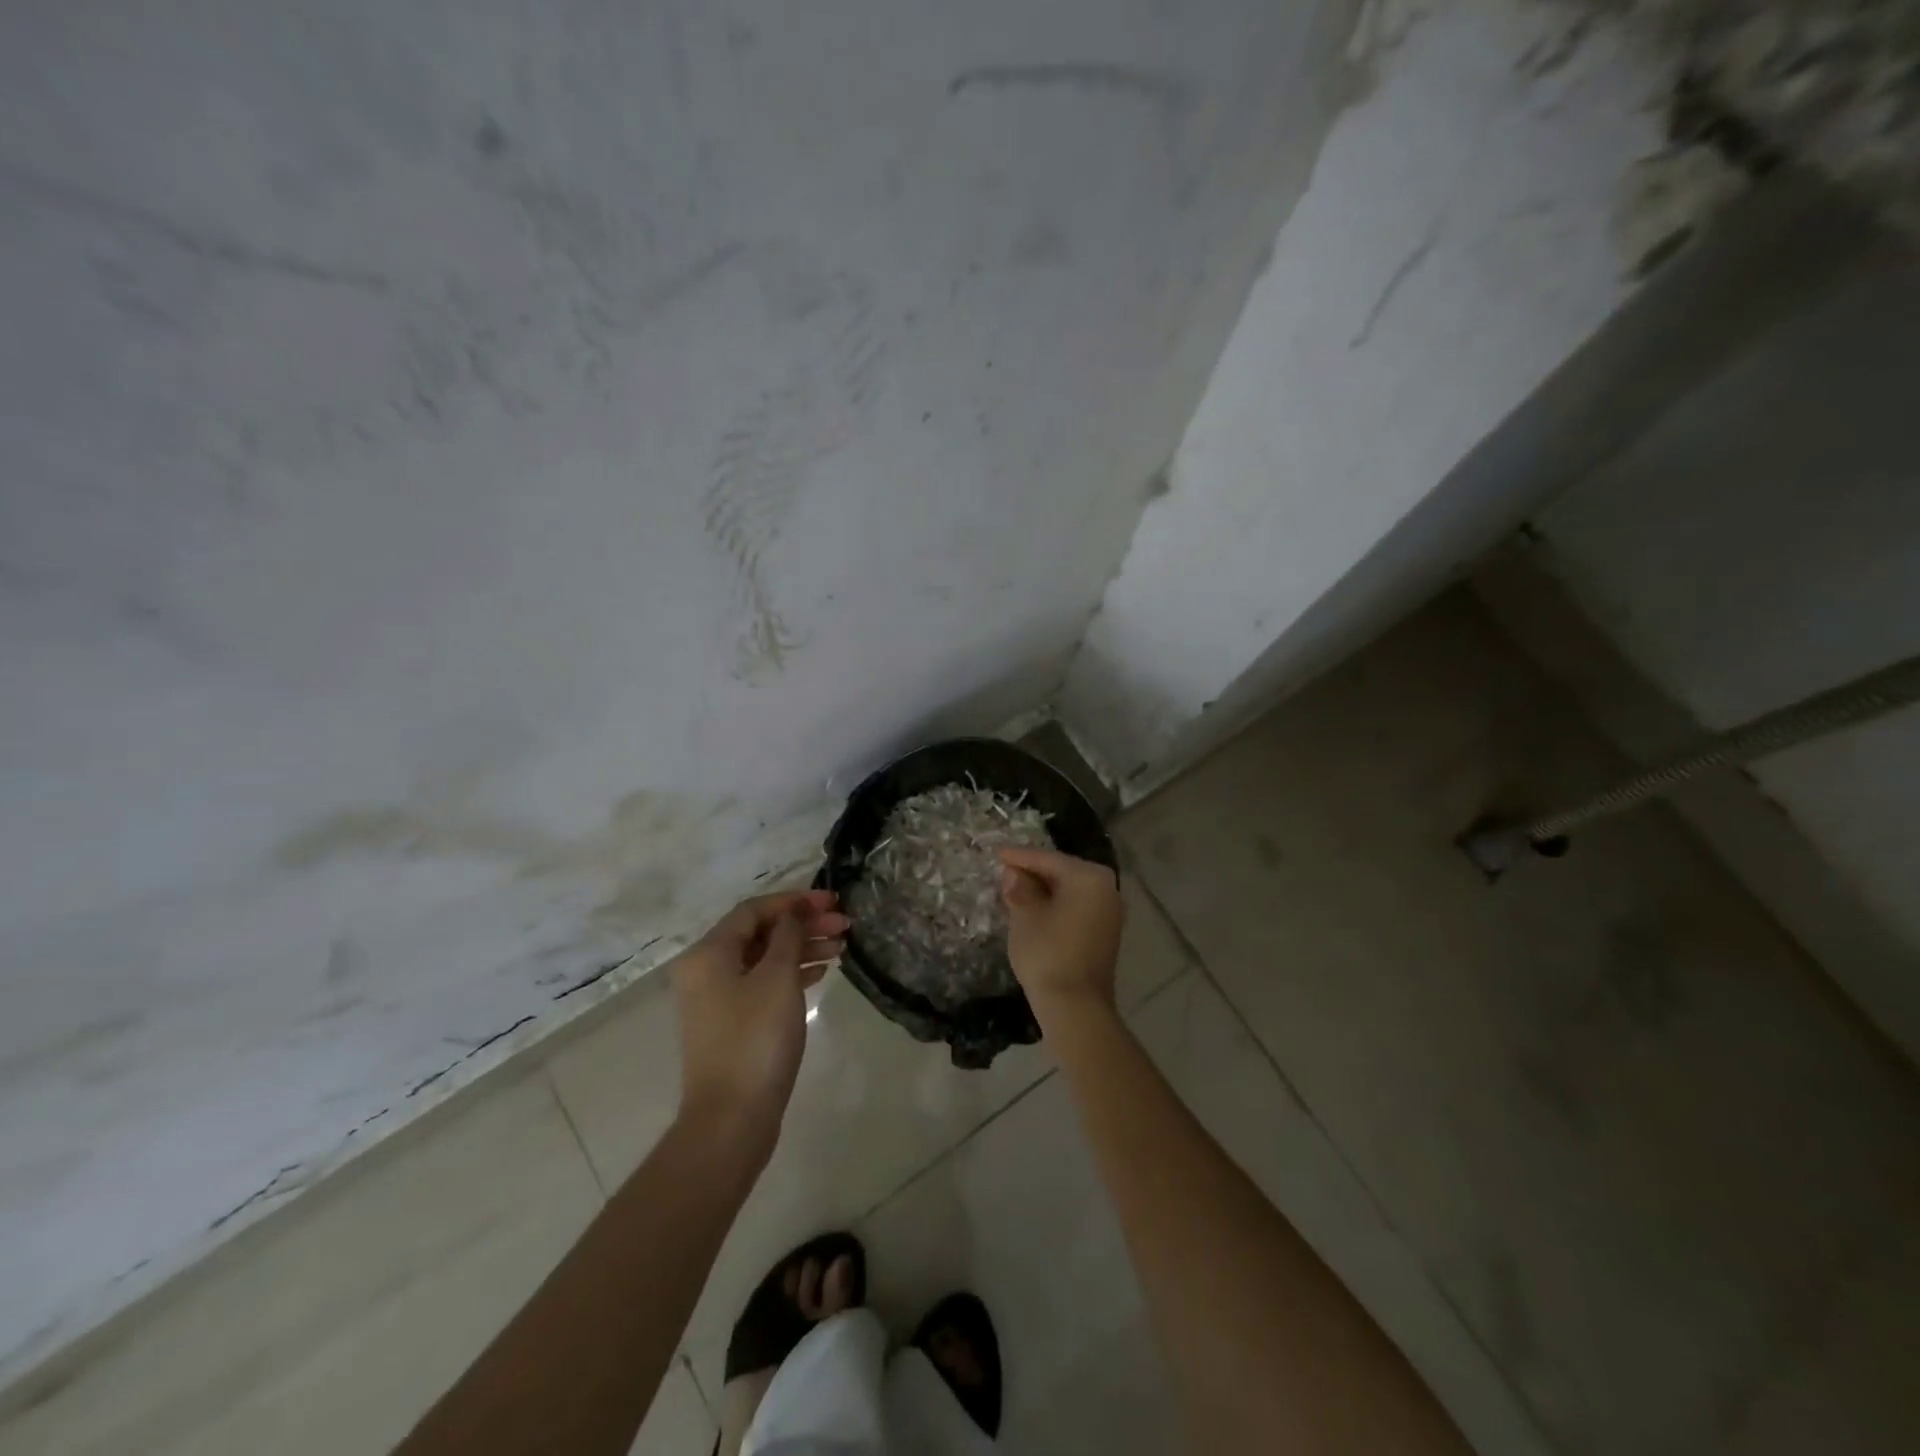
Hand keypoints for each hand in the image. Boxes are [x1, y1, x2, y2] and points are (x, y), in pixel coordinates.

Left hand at [670, 889, 848, 1145]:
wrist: (732, 1118)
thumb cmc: (755, 1039)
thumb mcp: (778, 978)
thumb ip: (789, 936)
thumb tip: (795, 911)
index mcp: (708, 953)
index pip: (754, 910)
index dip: (795, 901)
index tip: (833, 902)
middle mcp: (706, 970)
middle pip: (760, 933)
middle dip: (803, 925)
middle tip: (845, 926)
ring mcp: (717, 999)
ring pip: (765, 959)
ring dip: (802, 948)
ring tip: (841, 947)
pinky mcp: (732, 1023)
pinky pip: (764, 983)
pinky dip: (792, 973)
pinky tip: (821, 972)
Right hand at [998, 847, 1122, 1025]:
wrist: (1075, 1006)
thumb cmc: (1047, 952)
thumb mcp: (1025, 915)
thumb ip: (1020, 888)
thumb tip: (1014, 874)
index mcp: (1089, 876)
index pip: (1048, 859)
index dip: (1019, 857)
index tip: (996, 854)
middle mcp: (1107, 888)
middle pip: (1062, 872)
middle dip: (1033, 872)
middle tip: (1004, 872)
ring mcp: (1109, 912)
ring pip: (1070, 891)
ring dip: (1043, 890)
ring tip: (1014, 890)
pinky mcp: (1105, 934)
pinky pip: (1076, 908)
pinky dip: (1056, 906)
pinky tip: (1034, 910)